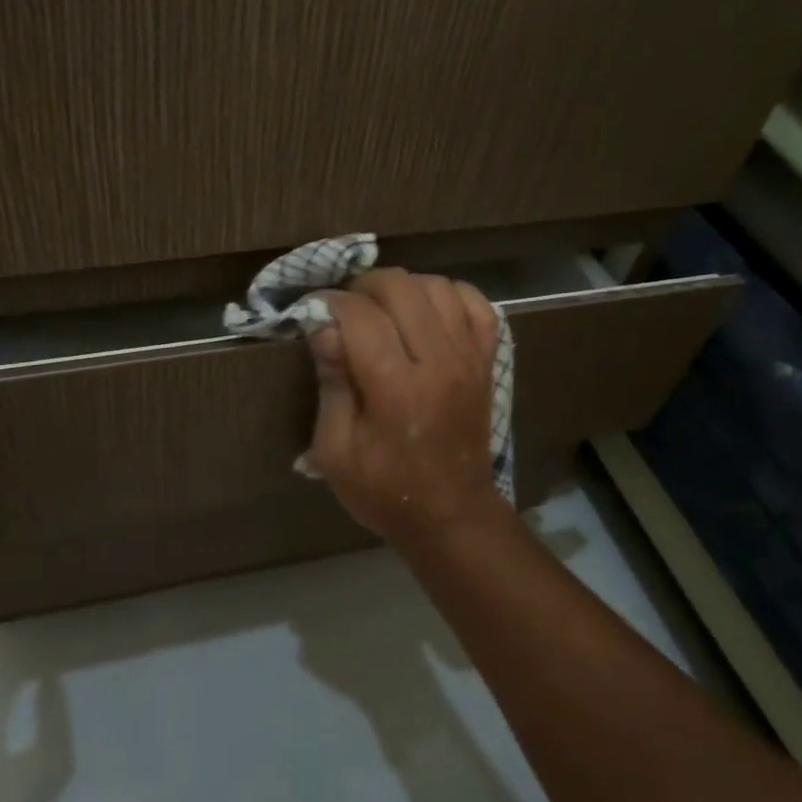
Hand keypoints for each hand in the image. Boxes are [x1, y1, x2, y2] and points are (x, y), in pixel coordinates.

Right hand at [305, 269, 512, 551]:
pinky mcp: (486, 361)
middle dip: (364, 287)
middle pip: (401, 287)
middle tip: (346, 310)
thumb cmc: (382, 489)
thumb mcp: (335, 449)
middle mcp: (438, 362)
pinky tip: (426, 311)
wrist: (450, 514)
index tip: (315, 311)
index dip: (331, 302)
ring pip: (438, 286)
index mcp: (395, 388)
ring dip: (404, 288)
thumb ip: (331, 382)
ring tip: (382, 310)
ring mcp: (469, 358)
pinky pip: (476, 304)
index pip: (361, 315)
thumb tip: (323, 325)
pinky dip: (449, 295)